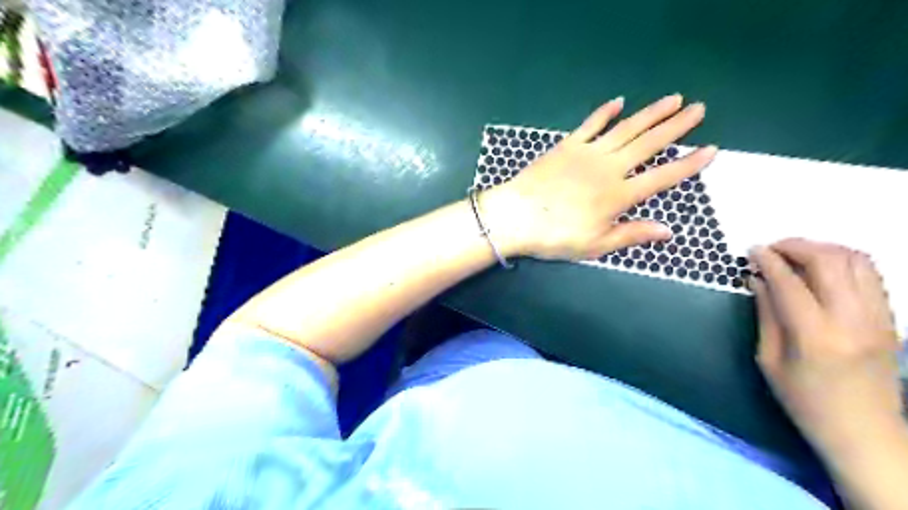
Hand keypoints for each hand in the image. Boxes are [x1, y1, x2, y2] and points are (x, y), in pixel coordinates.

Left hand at [482, 94, 716, 263]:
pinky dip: (605, 112)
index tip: (711, 149)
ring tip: (673, 99)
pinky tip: (619, 102)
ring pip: (626, 129)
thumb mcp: (595, 245)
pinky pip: (590, 125)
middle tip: (699, 109)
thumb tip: (669, 231)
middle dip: (676, 126)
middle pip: (649, 144)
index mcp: (618, 195)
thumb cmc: (555, 236)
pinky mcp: (566, 146)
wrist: (516, 216)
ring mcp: (587, 153)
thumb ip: (631, 234)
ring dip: (651, 113)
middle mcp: (609, 169)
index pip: (662, 177)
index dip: (688, 164)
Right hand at [748, 242, 903, 459]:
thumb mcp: (770, 360)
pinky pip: (871, 275)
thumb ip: (766, 314)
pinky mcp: (890, 320)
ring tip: (796, 254)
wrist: (866, 434)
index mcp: (815, 336)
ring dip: (822, 249)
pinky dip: (844, 261)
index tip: (752, 251)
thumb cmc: (805, 402)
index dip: (768, 260)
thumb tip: (757, 280)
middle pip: (829, 262)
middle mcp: (852, 321)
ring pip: (857, 261)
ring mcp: (878, 318)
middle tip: (772, 249)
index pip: (790, 283)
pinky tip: (822, 268)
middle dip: (796, 246)